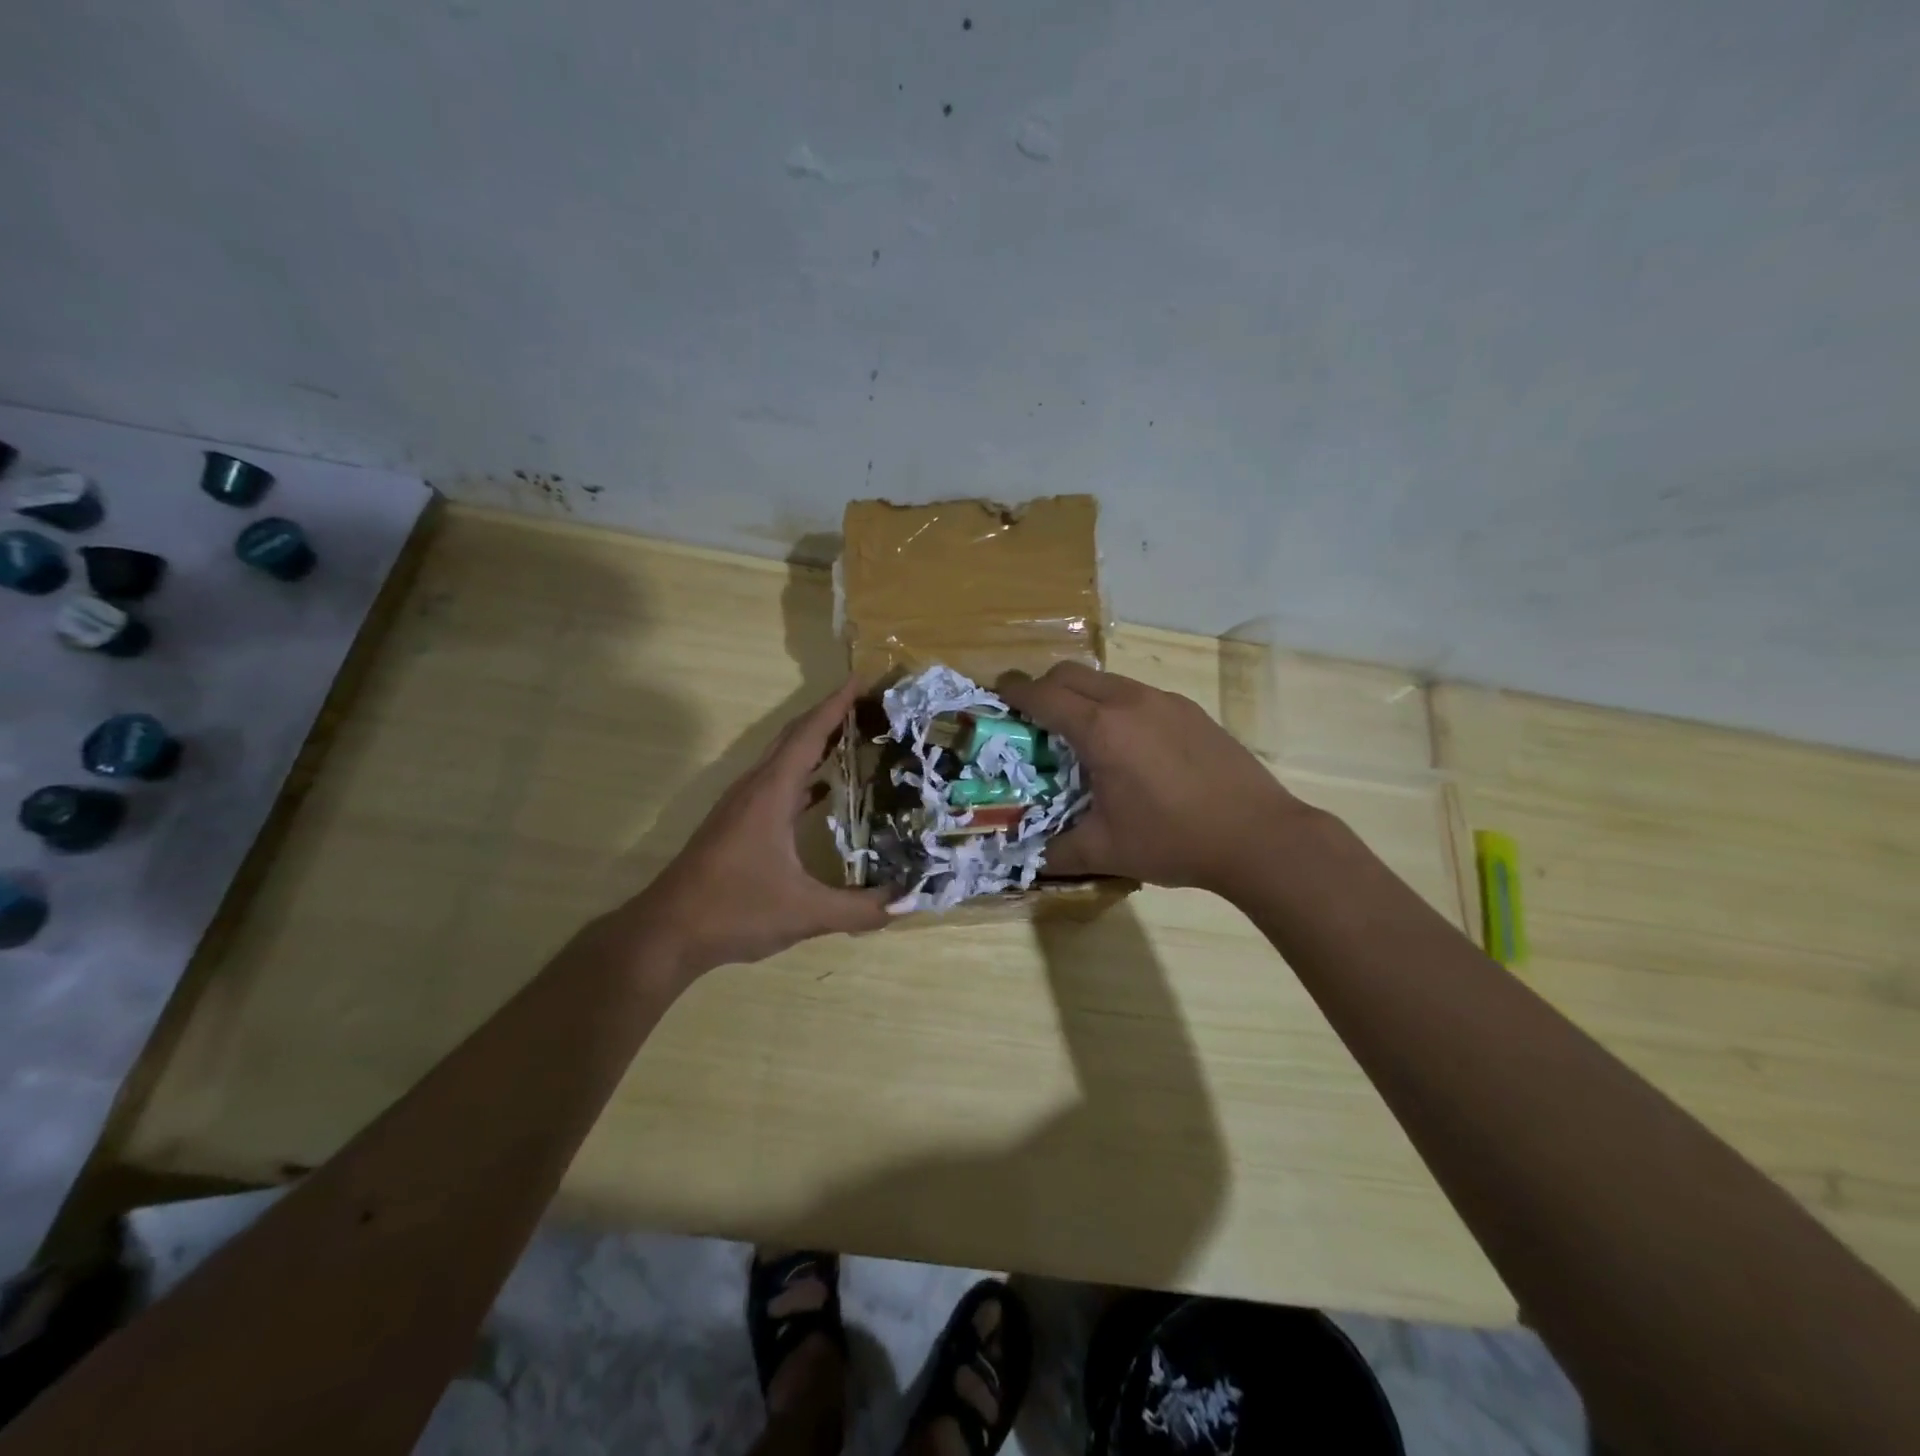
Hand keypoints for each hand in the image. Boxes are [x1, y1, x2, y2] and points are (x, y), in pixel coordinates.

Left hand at [620, 679, 890, 976]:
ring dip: (815, 742)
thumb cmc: (734, 911)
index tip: (862, 679)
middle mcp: (755, 788)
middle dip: (830, 715)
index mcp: (771, 794)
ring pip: (782, 758)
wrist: (667, 933)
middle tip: (870, 705)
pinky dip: (803, 774)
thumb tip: (907, 900)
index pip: (808, 735)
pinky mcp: (737, 823)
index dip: (836, 705)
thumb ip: (859, 909)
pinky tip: (824, 789)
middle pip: (794, 737)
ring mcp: (742, 805)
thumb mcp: (804, 913)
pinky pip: (777, 782)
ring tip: (855, 736)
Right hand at [998, 662, 1310, 897]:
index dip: (1014, 692)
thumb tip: (1023, 861)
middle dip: (1043, 687)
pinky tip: (1128, 745)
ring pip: (1107, 680)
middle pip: (1072, 674)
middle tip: (1032, 716)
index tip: (996, 694)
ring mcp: (1164, 701)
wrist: (1259, 835)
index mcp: (1101, 730)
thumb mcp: (1106, 851)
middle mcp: (1129, 702)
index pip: (1044, 696)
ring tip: (1080, 732)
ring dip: (1082, 694)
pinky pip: (1137, 694)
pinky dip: (1115, 705)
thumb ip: (1055, 851)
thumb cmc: (1174, 840)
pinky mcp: (1190, 710)